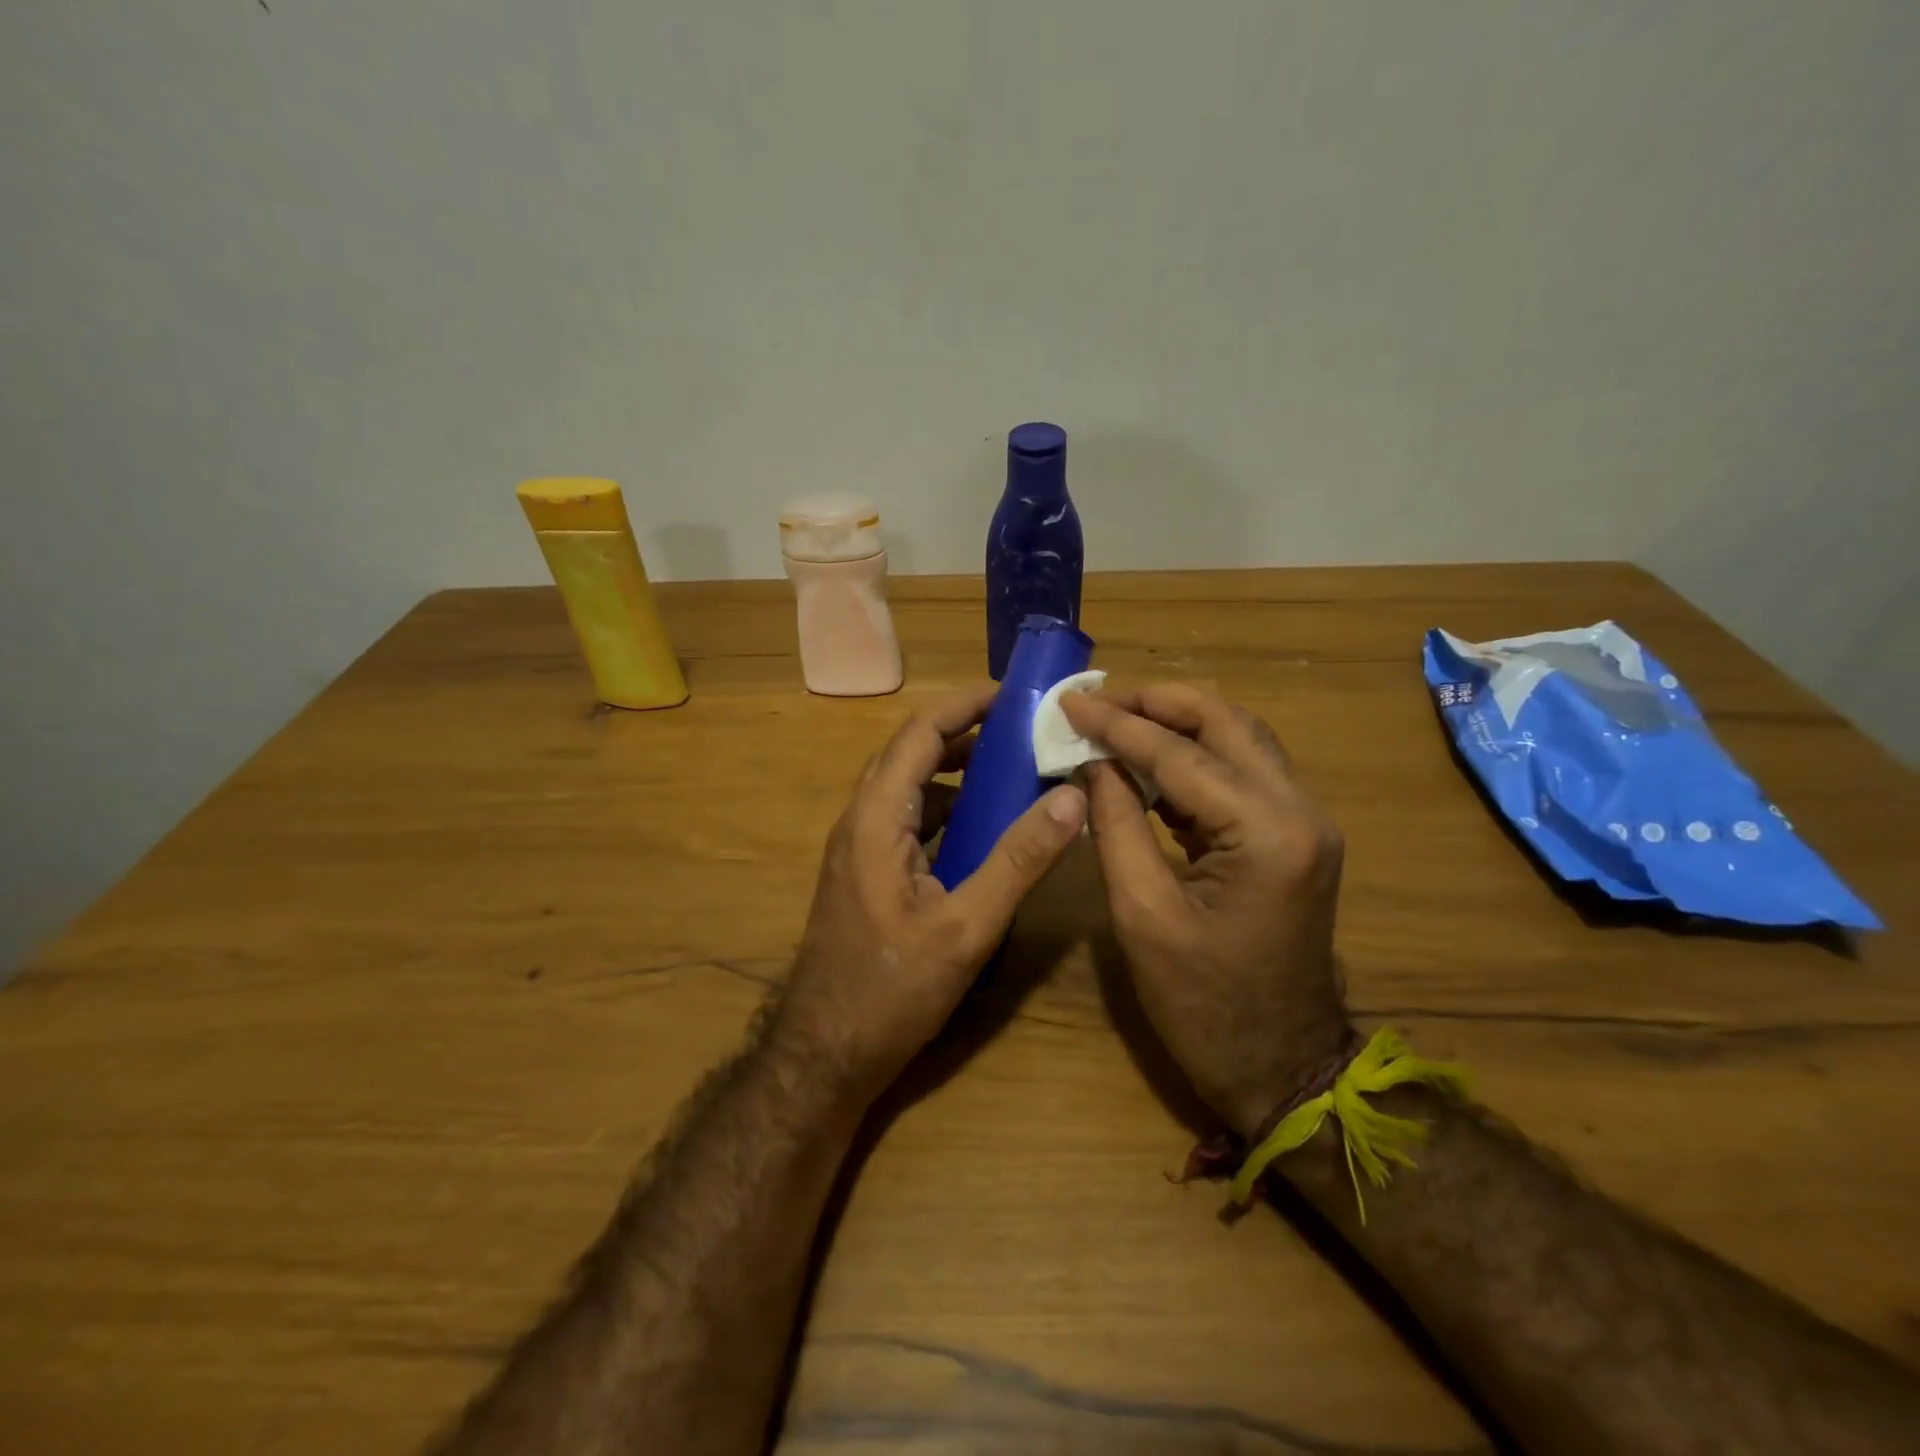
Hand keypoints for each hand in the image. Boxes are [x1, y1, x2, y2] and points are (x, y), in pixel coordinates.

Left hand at [774, 683, 1087, 1102]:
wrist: (826, 1053)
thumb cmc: (891, 990)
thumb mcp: (966, 927)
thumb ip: (1018, 860)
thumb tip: (1071, 798)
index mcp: (876, 818)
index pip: (919, 734)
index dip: (964, 705)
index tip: (1014, 695)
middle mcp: (861, 821)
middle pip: (912, 755)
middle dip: (966, 735)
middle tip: (1024, 733)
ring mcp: (860, 849)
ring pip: (911, 790)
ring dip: (957, 775)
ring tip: (1013, 774)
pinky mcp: (867, 875)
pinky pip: (909, 823)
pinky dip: (947, 812)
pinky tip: (983, 832)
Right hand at [1061, 685, 1350, 1137]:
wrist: (1284, 1068)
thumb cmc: (1205, 1007)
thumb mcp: (1143, 916)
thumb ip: (1116, 825)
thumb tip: (1091, 762)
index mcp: (1266, 832)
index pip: (1180, 753)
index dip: (1117, 724)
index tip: (1068, 701)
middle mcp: (1299, 810)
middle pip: (1226, 722)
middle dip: (1156, 703)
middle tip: (1096, 701)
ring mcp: (1304, 821)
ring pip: (1238, 739)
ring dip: (1176, 723)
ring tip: (1115, 719)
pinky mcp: (1292, 836)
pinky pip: (1241, 773)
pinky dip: (1193, 757)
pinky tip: (1147, 762)